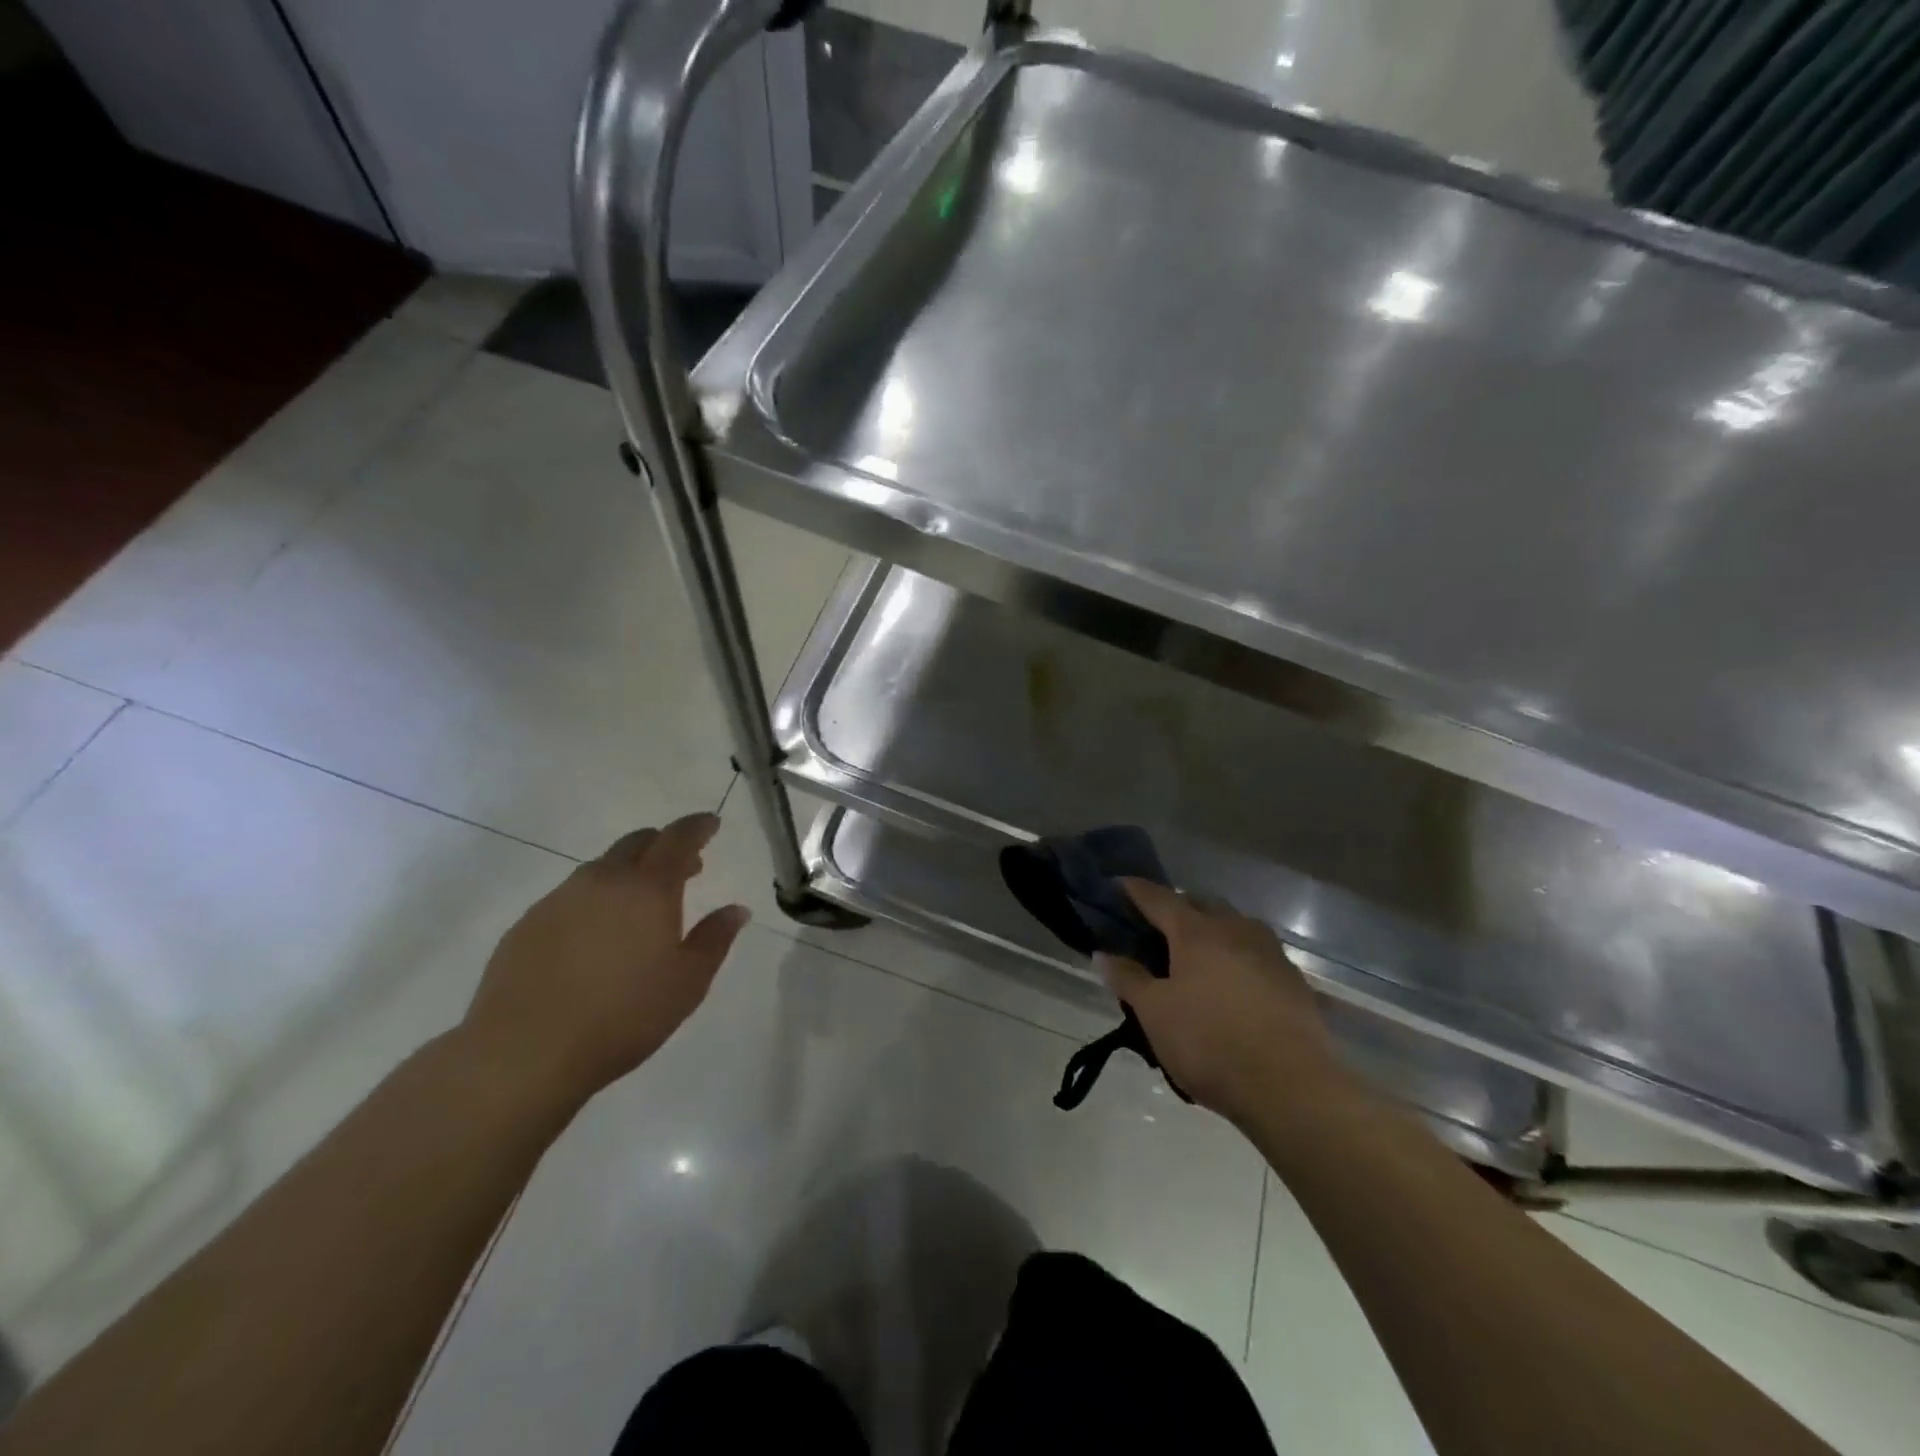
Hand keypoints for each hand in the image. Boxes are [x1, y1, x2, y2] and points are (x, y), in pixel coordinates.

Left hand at [457, 813, 749, 1110]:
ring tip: (640, 905)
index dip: (698, 827)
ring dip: (628, 873)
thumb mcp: (688, 982)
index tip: (711, 823)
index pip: (678, 839)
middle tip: (685, 867)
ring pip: (602, 868)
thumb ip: (715, 939)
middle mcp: (603, 880)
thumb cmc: (623, 1016)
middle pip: (637, 842)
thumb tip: (736, 909)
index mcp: (649, 888)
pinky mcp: (528, 923)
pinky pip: (571, 896)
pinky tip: (596, 937)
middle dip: (664, 845)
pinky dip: (595, 900)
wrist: (523, 1052)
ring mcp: (560, 899)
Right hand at [1104, 879, 1343, 1126]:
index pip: (1158, 898)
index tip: (1116, 885)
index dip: (1134, 890)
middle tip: (1155, 927)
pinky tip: (1233, 983)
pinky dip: (1238, 957)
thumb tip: (1103, 953)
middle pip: (1200, 904)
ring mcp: (1270, 952)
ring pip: (1235, 925)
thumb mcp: (1155, 1014)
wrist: (1292, 1086)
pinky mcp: (1294, 981)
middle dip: (1177, 908)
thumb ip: (1128, 979)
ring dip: (1213, 929)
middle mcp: (1234, 929)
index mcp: (1196, 932)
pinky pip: (1257, 954)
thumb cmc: (1210, 1043)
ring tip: (1197, 954)